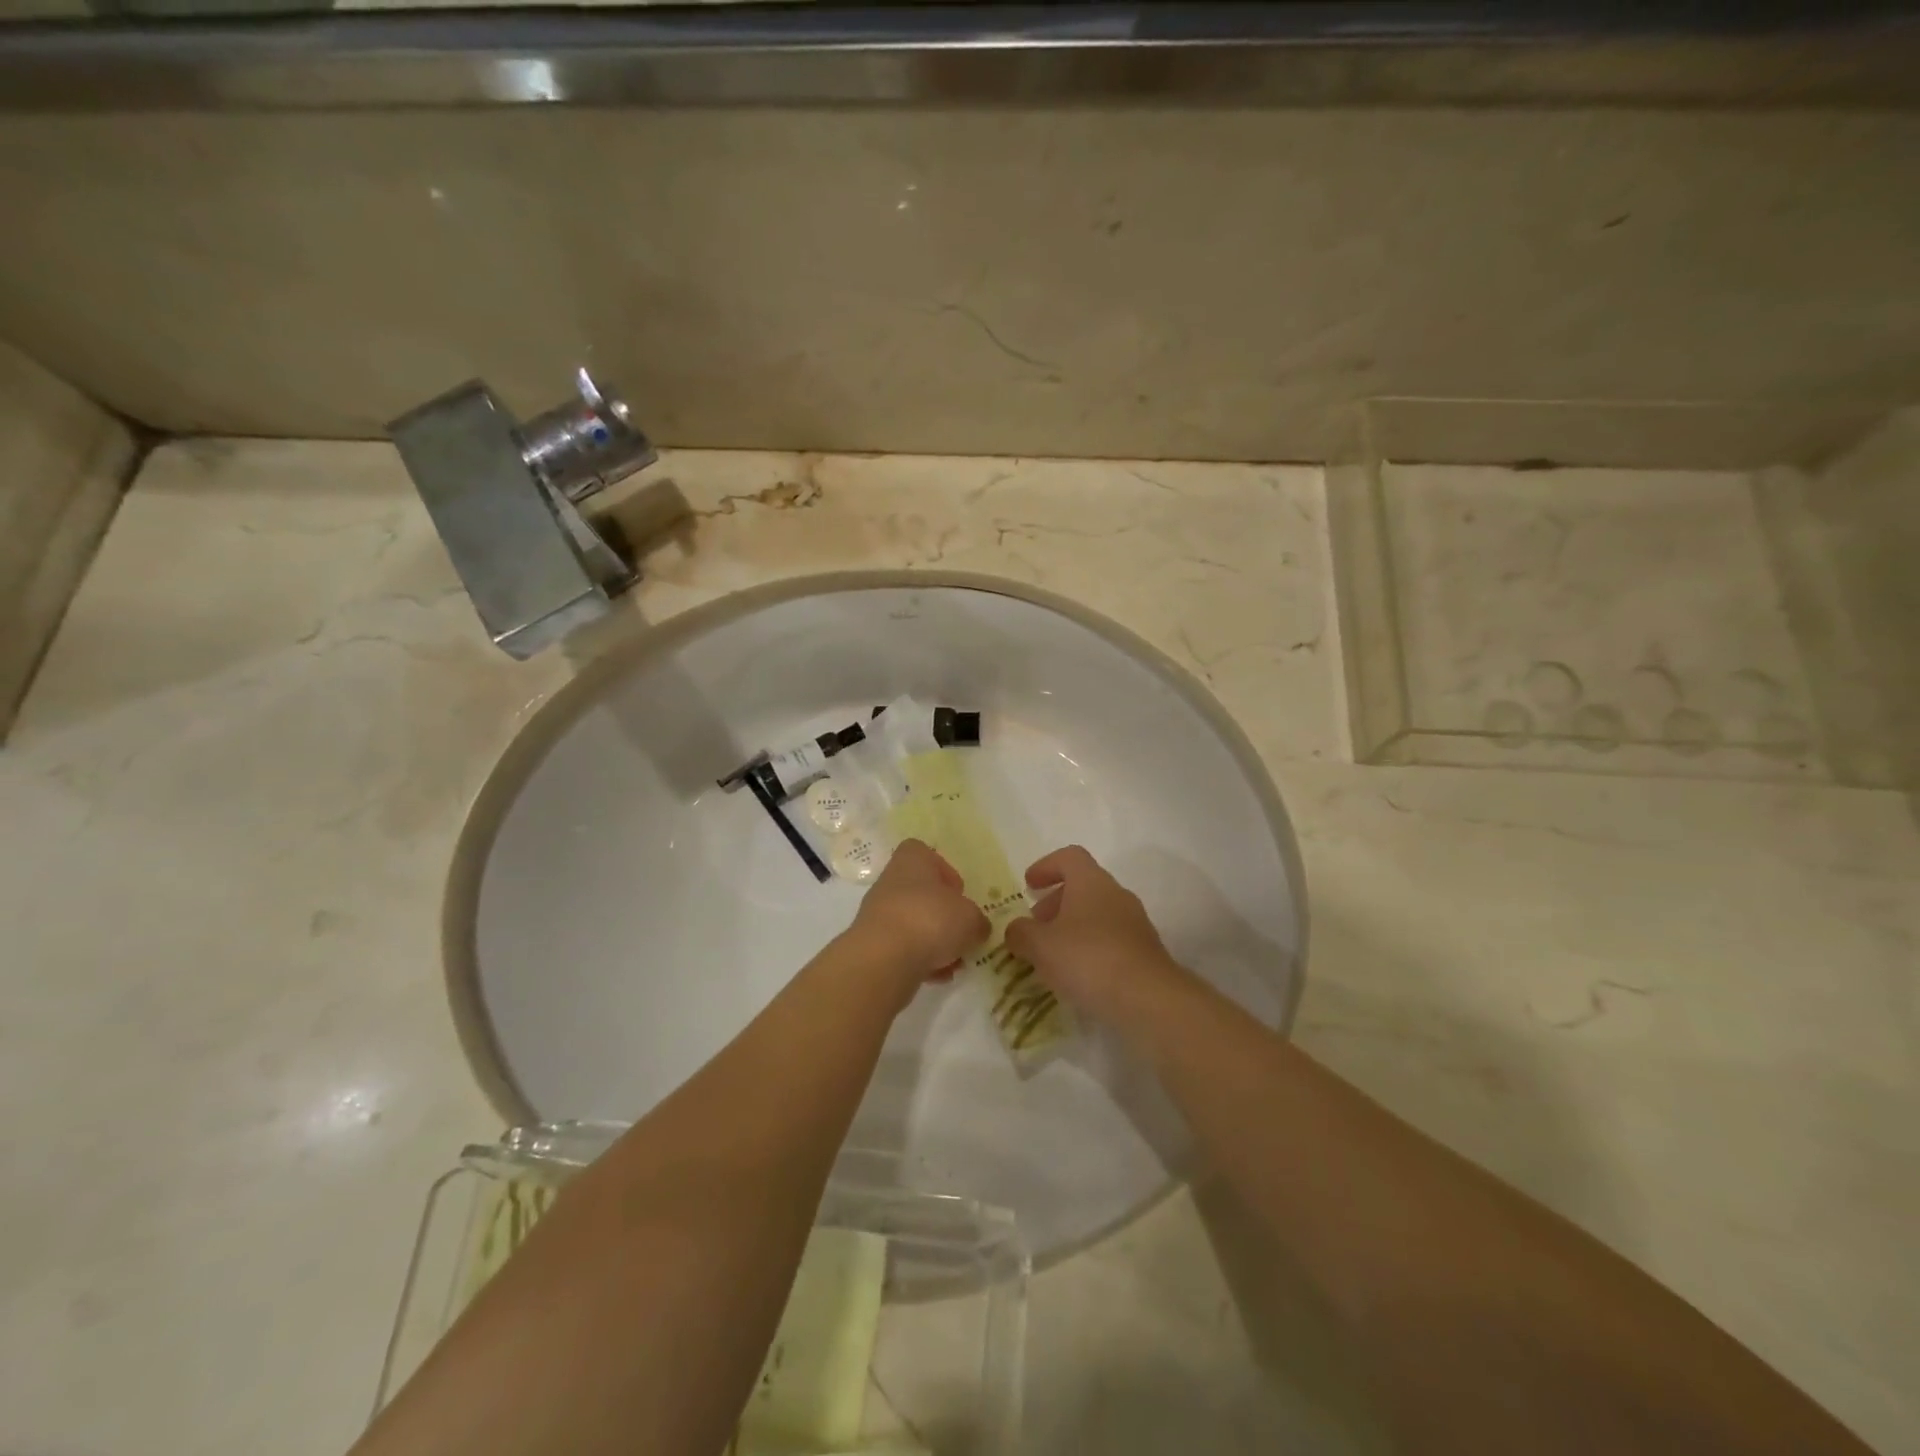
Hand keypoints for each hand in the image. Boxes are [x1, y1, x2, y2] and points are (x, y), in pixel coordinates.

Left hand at [844, 839, 990, 999]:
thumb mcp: (971, 918)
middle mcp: (891, 882)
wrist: (884, 959)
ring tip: (953, 962)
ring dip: (934, 942)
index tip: (959, 893)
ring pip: (914, 924)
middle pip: (921, 893)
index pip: (925, 853)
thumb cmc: (931, 920)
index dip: (945, 871)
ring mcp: (879, 914)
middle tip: (961, 932)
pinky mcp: (874, 945)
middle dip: (943, 915)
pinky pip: (903, 949)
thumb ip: (977, 921)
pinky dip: (920, 960)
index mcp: (912, 861)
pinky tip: (937, 976)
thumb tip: (977, 927)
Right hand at [1004, 846, 1181, 1019]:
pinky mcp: (1144, 952)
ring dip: (1072, 927)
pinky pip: (1110, 939)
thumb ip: (1021, 933)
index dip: (1046, 866)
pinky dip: (1090, 948)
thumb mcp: (1040, 946)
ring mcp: (1135, 923)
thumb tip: (1015, 930)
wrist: (1149, 999)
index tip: (1028, 885)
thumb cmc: (1088, 959)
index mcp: (1091, 882)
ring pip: (1097, 914)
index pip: (1069, 857)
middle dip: (1055, 903)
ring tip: (1052, 955)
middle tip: (1035, 926)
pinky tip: (1077, 974)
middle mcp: (1116, 895)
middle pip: (1083, 886)